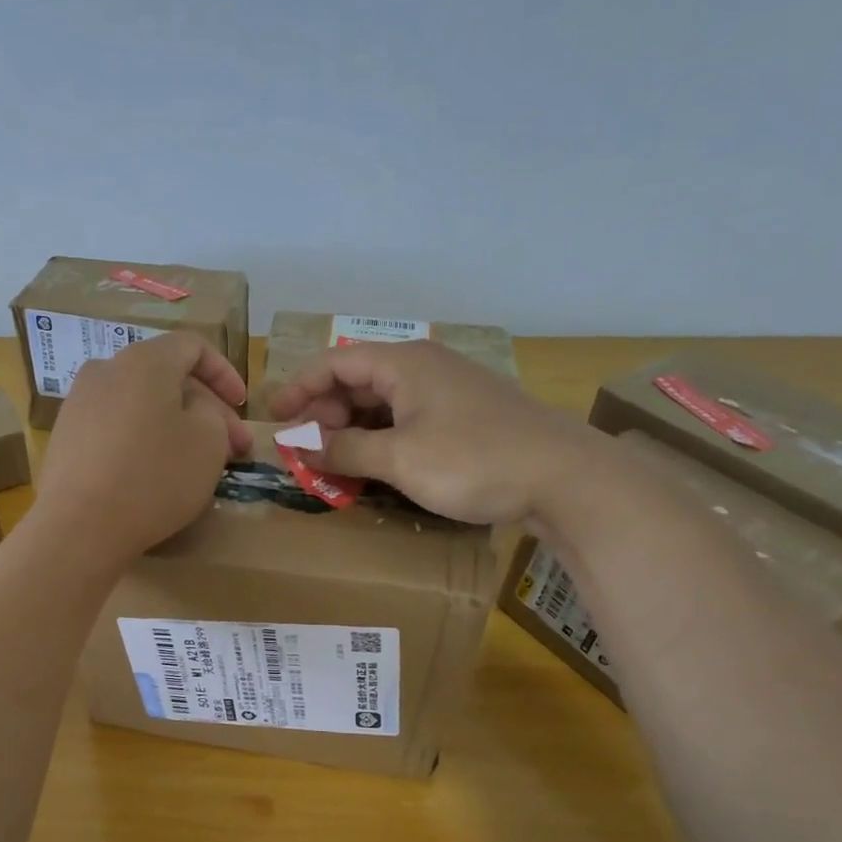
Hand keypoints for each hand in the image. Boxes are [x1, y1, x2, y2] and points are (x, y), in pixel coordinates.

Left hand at [36, 331, 252, 559]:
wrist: (80, 526)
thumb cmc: (155, 476)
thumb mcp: (209, 440)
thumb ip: (213, 413)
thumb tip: (193, 410)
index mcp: (144, 360)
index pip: (192, 346)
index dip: (225, 373)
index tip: (243, 407)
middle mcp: (105, 370)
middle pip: (166, 377)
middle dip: (206, 409)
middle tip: (232, 449)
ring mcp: (78, 404)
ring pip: (141, 404)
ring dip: (175, 426)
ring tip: (196, 463)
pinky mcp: (65, 439)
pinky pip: (115, 428)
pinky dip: (142, 441)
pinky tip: (154, 475)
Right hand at [265, 340, 606, 524]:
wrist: (565, 477)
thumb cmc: (473, 460)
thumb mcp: (399, 459)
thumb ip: (344, 450)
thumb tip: (301, 445)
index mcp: (404, 363)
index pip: (335, 363)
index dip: (299, 389)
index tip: (276, 420)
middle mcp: (424, 368)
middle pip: (358, 381)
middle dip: (325, 414)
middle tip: (309, 452)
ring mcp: (449, 391)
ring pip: (384, 404)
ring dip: (353, 431)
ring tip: (336, 464)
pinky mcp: (466, 417)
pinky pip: (408, 420)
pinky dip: (383, 440)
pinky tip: (377, 467)